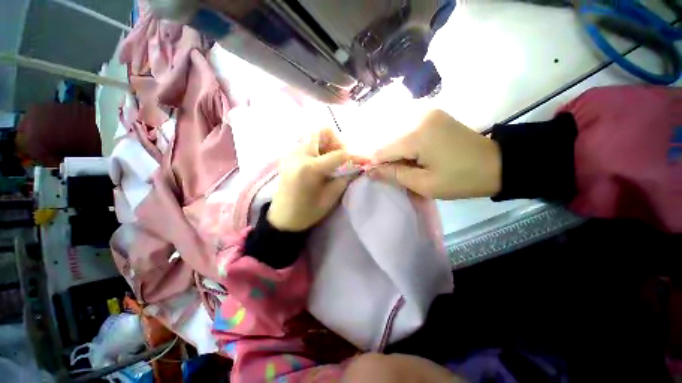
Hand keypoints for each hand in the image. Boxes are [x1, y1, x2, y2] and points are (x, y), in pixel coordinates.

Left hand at [267, 129, 355, 231]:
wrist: (282, 218)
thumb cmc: (306, 212)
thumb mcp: (330, 198)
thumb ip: (344, 179)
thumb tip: (357, 167)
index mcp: (309, 168)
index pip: (338, 155)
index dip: (355, 157)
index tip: (366, 159)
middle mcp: (299, 155)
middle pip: (322, 131)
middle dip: (336, 142)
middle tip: (340, 158)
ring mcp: (291, 153)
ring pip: (314, 135)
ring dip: (327, 144)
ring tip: (330, 161)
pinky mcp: (288, 156)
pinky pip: (307, 142)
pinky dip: (318, 148)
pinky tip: (320, 163)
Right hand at [370, 109, 501, 199]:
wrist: (497, 164)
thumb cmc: (461, 179)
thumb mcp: (424, 184)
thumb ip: (394, 175)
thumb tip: (370, 171)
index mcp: (417, 135)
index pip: (383, 150)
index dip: (377, 165)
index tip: (379, 177)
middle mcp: (418, 116)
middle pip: (389, 140)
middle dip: (388, 158)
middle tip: (398, 173)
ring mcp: (426, 112)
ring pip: (397, 135)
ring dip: (397, 151)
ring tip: (408, 165)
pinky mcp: (432, 114)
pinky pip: (408, 129)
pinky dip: (406, 144)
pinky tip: (415, 155)